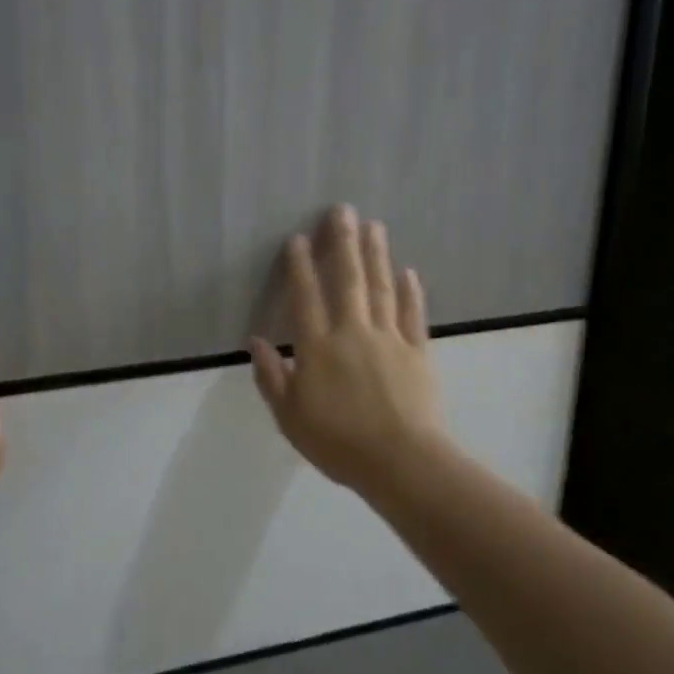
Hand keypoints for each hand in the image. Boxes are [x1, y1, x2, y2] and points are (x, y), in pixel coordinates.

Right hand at [250, 206, 445, 492]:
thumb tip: (255, 342)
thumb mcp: (290, 417)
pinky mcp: (418, 353)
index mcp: (318, 349)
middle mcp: (352, 333)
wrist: (401, 463)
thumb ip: (272, 377)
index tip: (298, 238)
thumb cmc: (338, 443)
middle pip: (347, 281)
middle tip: (342, 210)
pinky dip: (411, 292)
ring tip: (374, 225)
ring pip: (381, 289)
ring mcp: (389, 340)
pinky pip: (412, 316)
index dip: (299, 267)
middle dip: (343, 243)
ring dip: (376, 255)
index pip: (305, 298)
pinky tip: (408, 272)